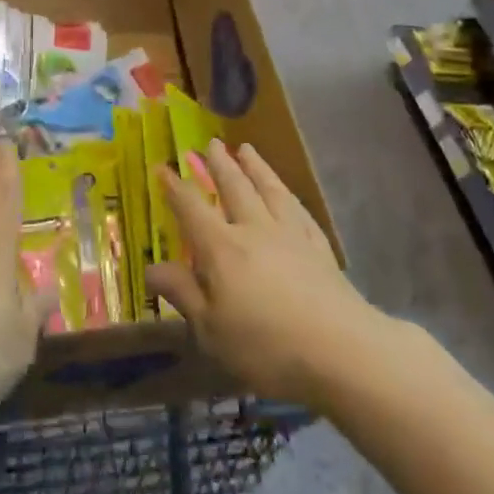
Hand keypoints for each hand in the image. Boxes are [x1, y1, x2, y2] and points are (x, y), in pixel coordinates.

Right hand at [145, 140, 378, 410]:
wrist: (341, 349)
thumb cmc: (266, 345)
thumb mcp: (211, 329)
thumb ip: (183, 293)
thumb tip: (151, 268)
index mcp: (222, 248)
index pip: (192, 208)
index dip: (175, 188)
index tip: (163, 167)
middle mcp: (255, 229)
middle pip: (234, 187)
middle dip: (220, 164)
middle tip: (211, 143)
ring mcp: (290, 234)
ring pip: (269, 189)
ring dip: (255, 167)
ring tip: (247, 149)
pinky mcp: (319, 247)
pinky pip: (299, 210)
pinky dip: (288, 195)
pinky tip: (287, 194)